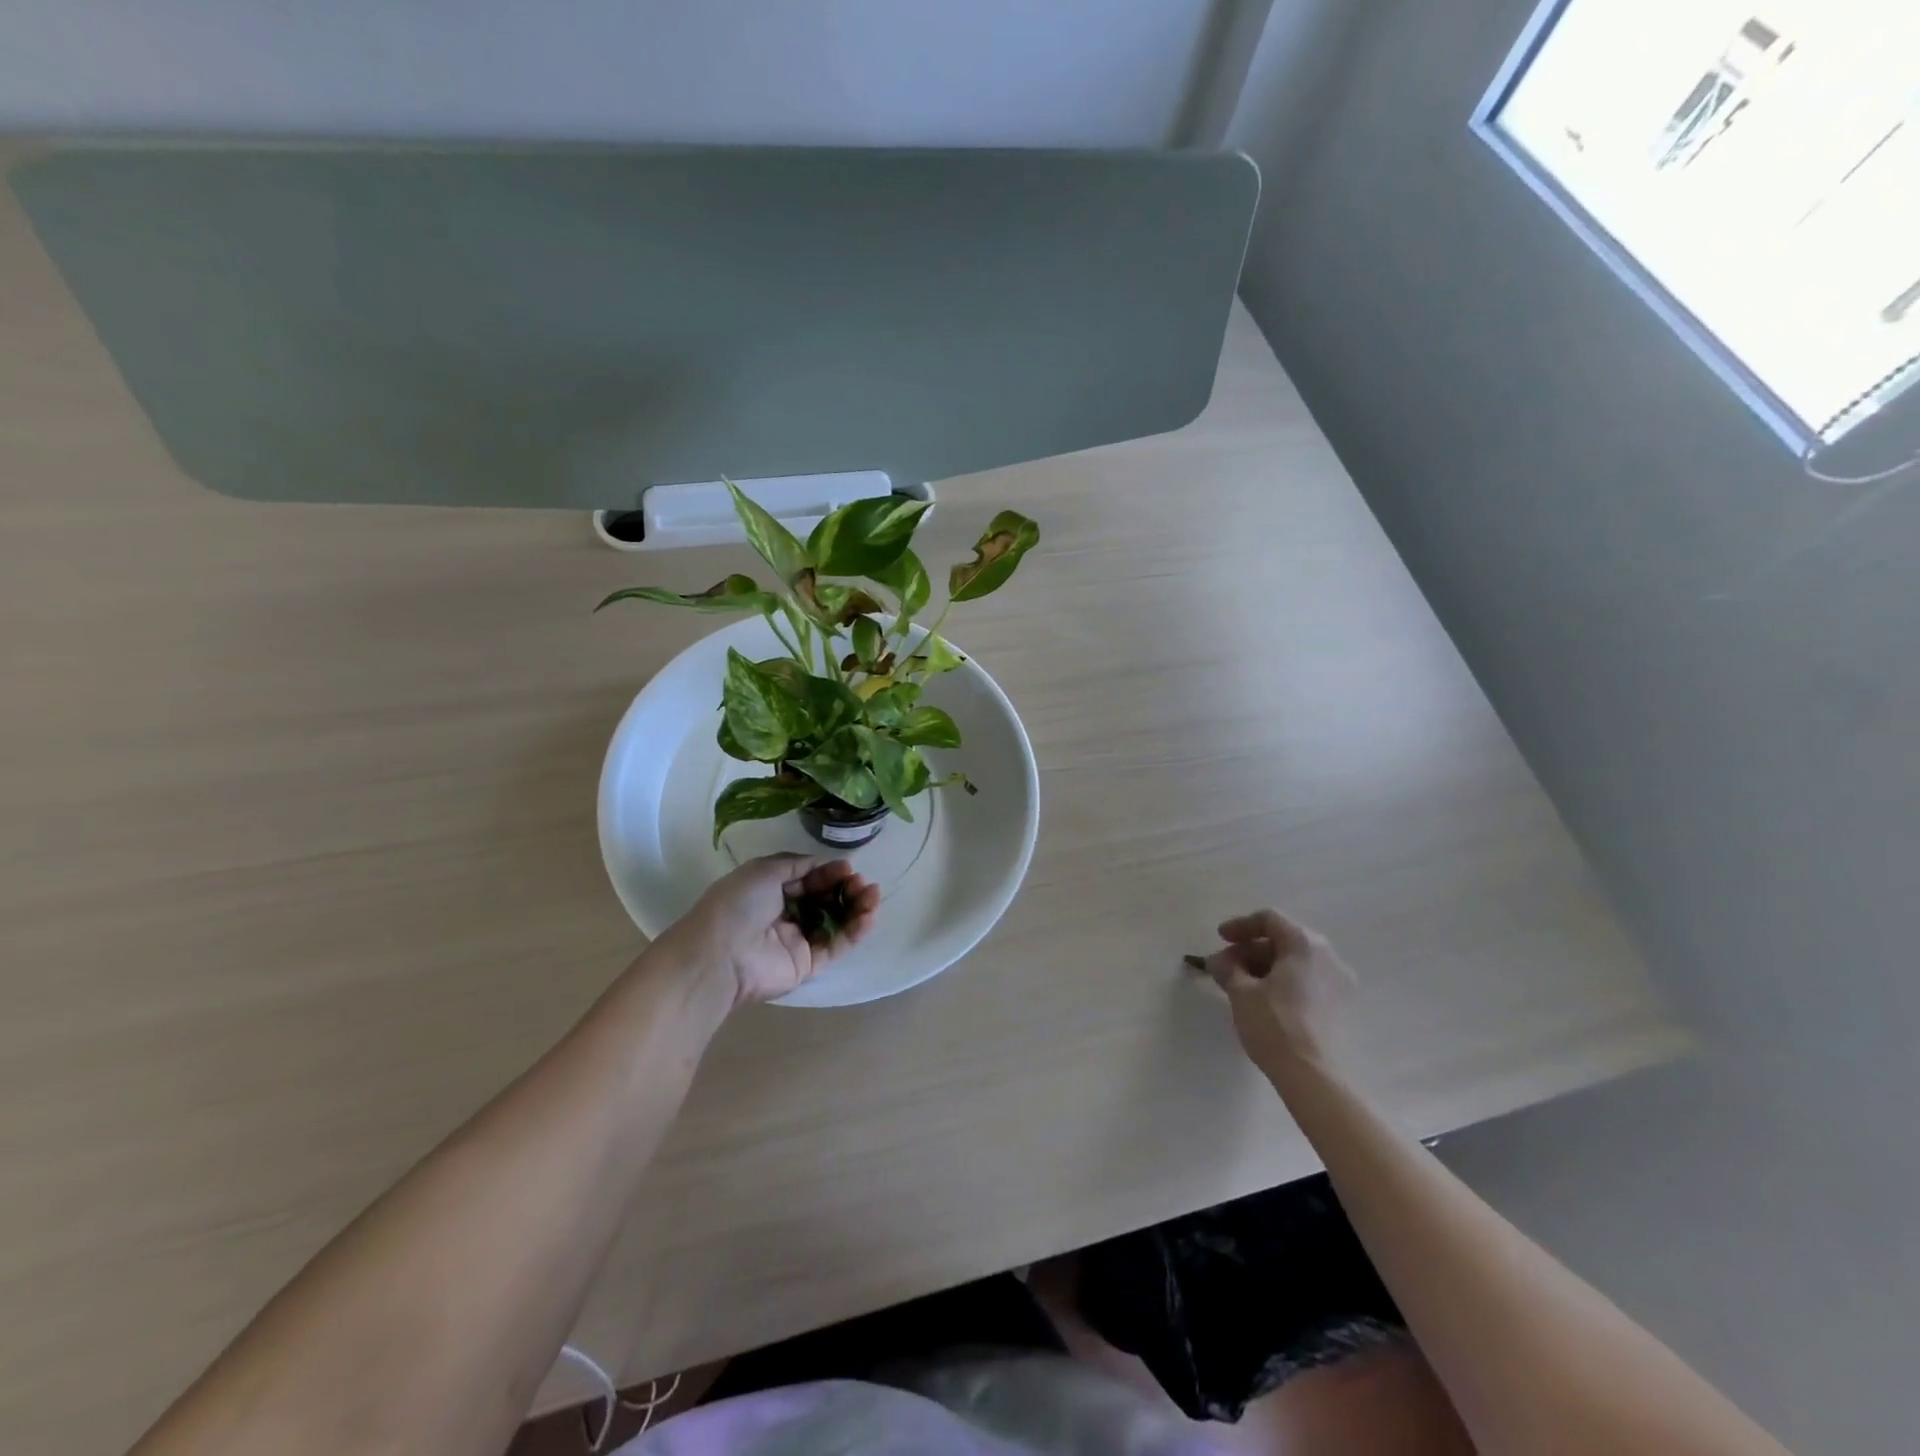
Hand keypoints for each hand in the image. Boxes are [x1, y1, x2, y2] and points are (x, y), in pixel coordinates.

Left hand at [660, 854, 879, 1009]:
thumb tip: (821, 863)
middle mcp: (785, 915)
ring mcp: (798, 941)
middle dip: (846, 888)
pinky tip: (869, 915)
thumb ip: (796, 864)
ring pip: (836, 921)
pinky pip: (837, 945)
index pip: (808, 879)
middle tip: (861, 882)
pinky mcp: (808, 964)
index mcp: (771, 891)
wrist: (720, 954)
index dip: (828, 872)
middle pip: (825, 899)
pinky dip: (856, 930)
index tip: (848, 867)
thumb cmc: (738, 904)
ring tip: (873, 895)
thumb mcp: (764, 870)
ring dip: (857, 907)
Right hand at [1203, 910, 1355, 1074]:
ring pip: (1297, 962)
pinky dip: (1284, 982)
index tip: (1220, 939)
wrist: (1314, 1077)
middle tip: (1227, 966)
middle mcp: (1328, 956)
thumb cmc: (1275, 1025)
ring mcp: (1340, 982)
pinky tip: (1265, 1000)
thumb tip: (1218, 960)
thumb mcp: (1241, 992)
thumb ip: (1227, 968)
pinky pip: (1308, 981)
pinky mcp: (1342, 1006)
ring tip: (1242, 985)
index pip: (1270, 920)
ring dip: (1266, 967)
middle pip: (1284, 939)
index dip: (1240, 926)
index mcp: (1305, 944)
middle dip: (1251, 949)